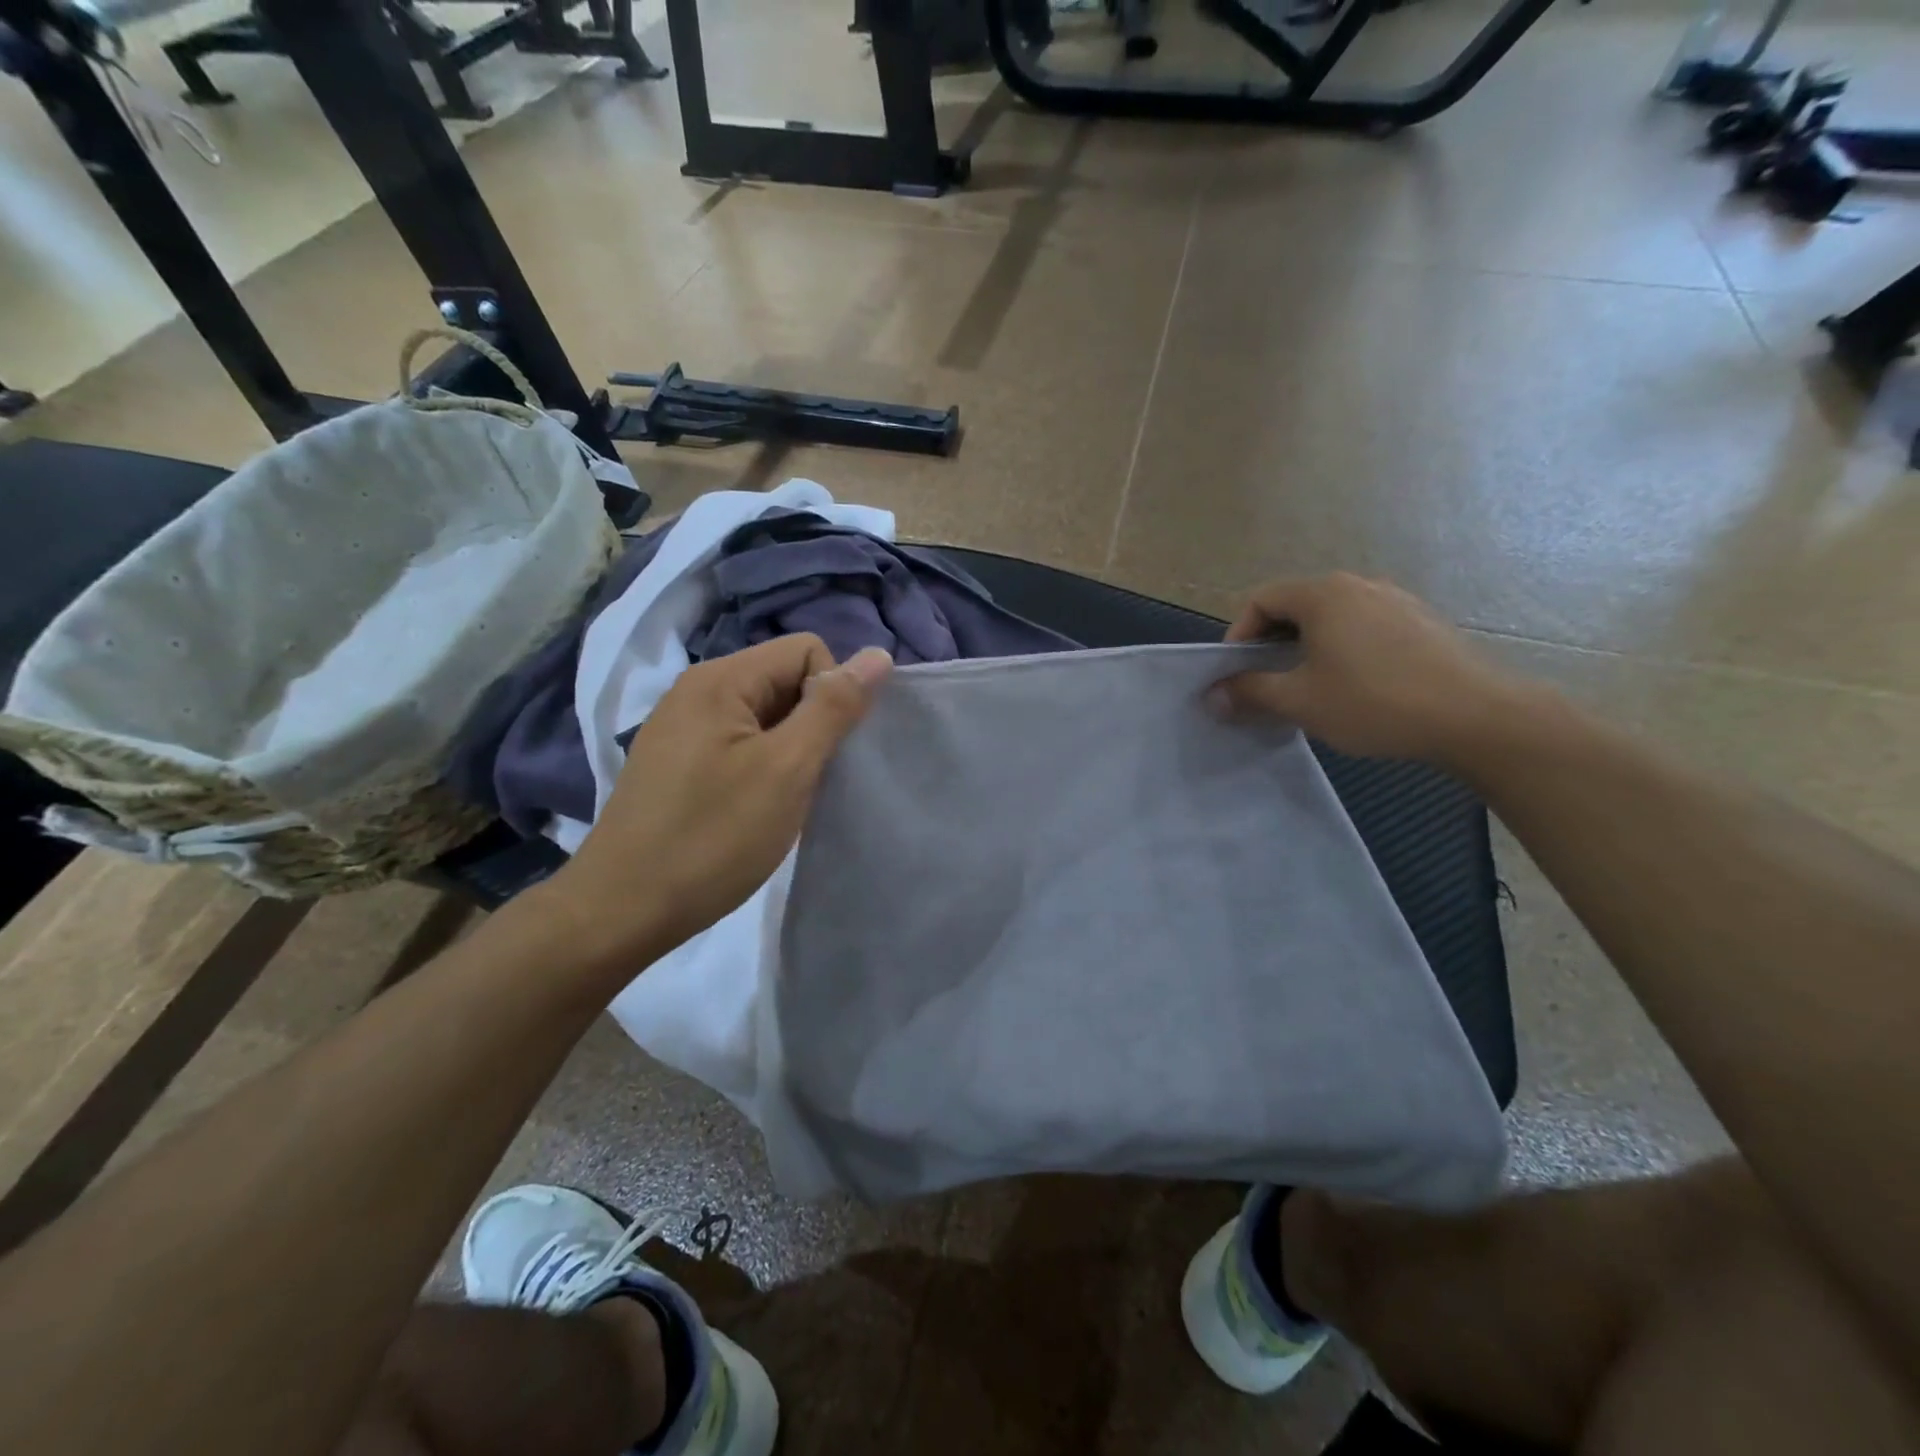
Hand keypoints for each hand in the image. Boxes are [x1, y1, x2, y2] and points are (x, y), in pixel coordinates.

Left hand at [539, 635, 892, 970]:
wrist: (622, 910)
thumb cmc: (712, 837)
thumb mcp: (787, 770)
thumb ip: (833, 708)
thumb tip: (878, 654)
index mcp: (721, 678)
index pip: (807, 650)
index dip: (831, 694)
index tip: (820, 751)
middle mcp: (697, 690)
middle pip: (784, 679)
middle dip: (810, 724)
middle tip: (804, 781)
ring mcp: (682, 727)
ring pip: (765, 715)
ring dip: (789, 750)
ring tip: (781, 799)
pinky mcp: (677, 762)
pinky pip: (739, 743)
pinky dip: (761, 768)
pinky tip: (753, 808)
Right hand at [1219, 573, 1533, 767]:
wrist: (1476, 716)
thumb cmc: (1374, 702)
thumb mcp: (1300, 701)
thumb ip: (1250, 692)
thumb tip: (1213, 696)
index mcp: (1323, 594)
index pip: (1260, 600)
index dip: (1238, 636)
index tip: (1236, 674)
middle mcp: (1358, 584)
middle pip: (1295, 605)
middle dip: (1269, 642)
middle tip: (1264, 682)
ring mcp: (1395, 600)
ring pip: (1331, 617)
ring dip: (1305, 646)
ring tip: (1305, 685)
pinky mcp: (1420, 621)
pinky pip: (1363, 626)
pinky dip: (1341, 648)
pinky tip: (1352, 684)